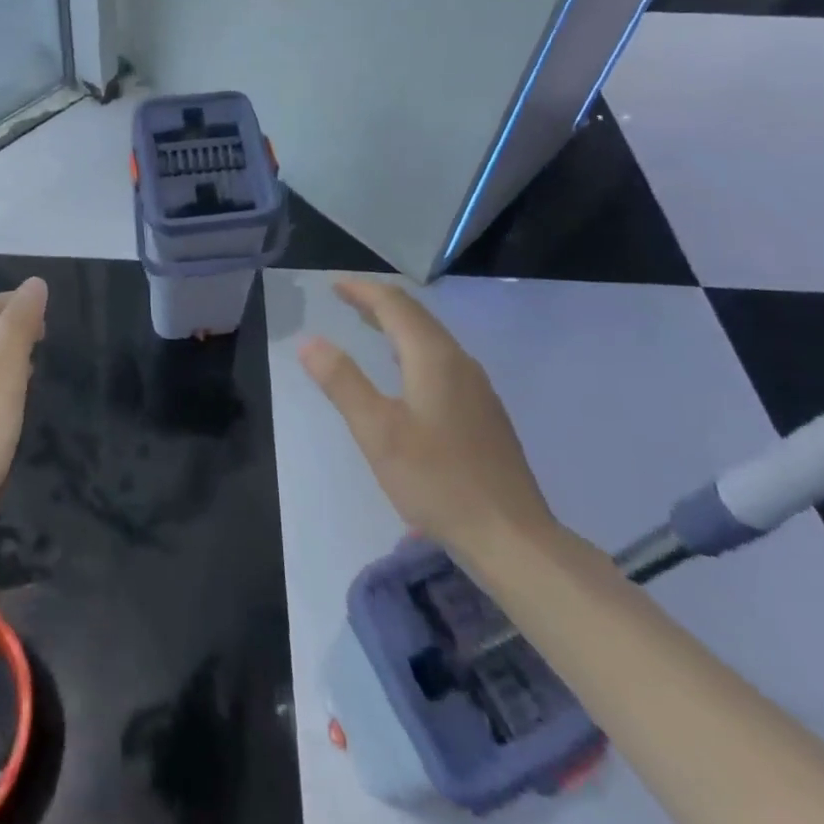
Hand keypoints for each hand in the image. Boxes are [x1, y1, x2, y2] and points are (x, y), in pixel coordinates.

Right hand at [301, 278, 556, 562]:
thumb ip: (342, 382)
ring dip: (397, 325)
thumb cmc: (438, 481)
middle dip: (378, 302)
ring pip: (431, 338)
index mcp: (434, 358)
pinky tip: (404, 373)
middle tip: (345, 298)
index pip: (394, 305)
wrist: (513, 539)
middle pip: (416, 316)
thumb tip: (310, 341)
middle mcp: (460, 362)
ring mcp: (477, 388)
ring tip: (368, 325)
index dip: (362, 290)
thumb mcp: (378, 432)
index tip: (333, 284)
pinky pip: (442, 360)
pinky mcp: (484, 413)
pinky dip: (412, 349)